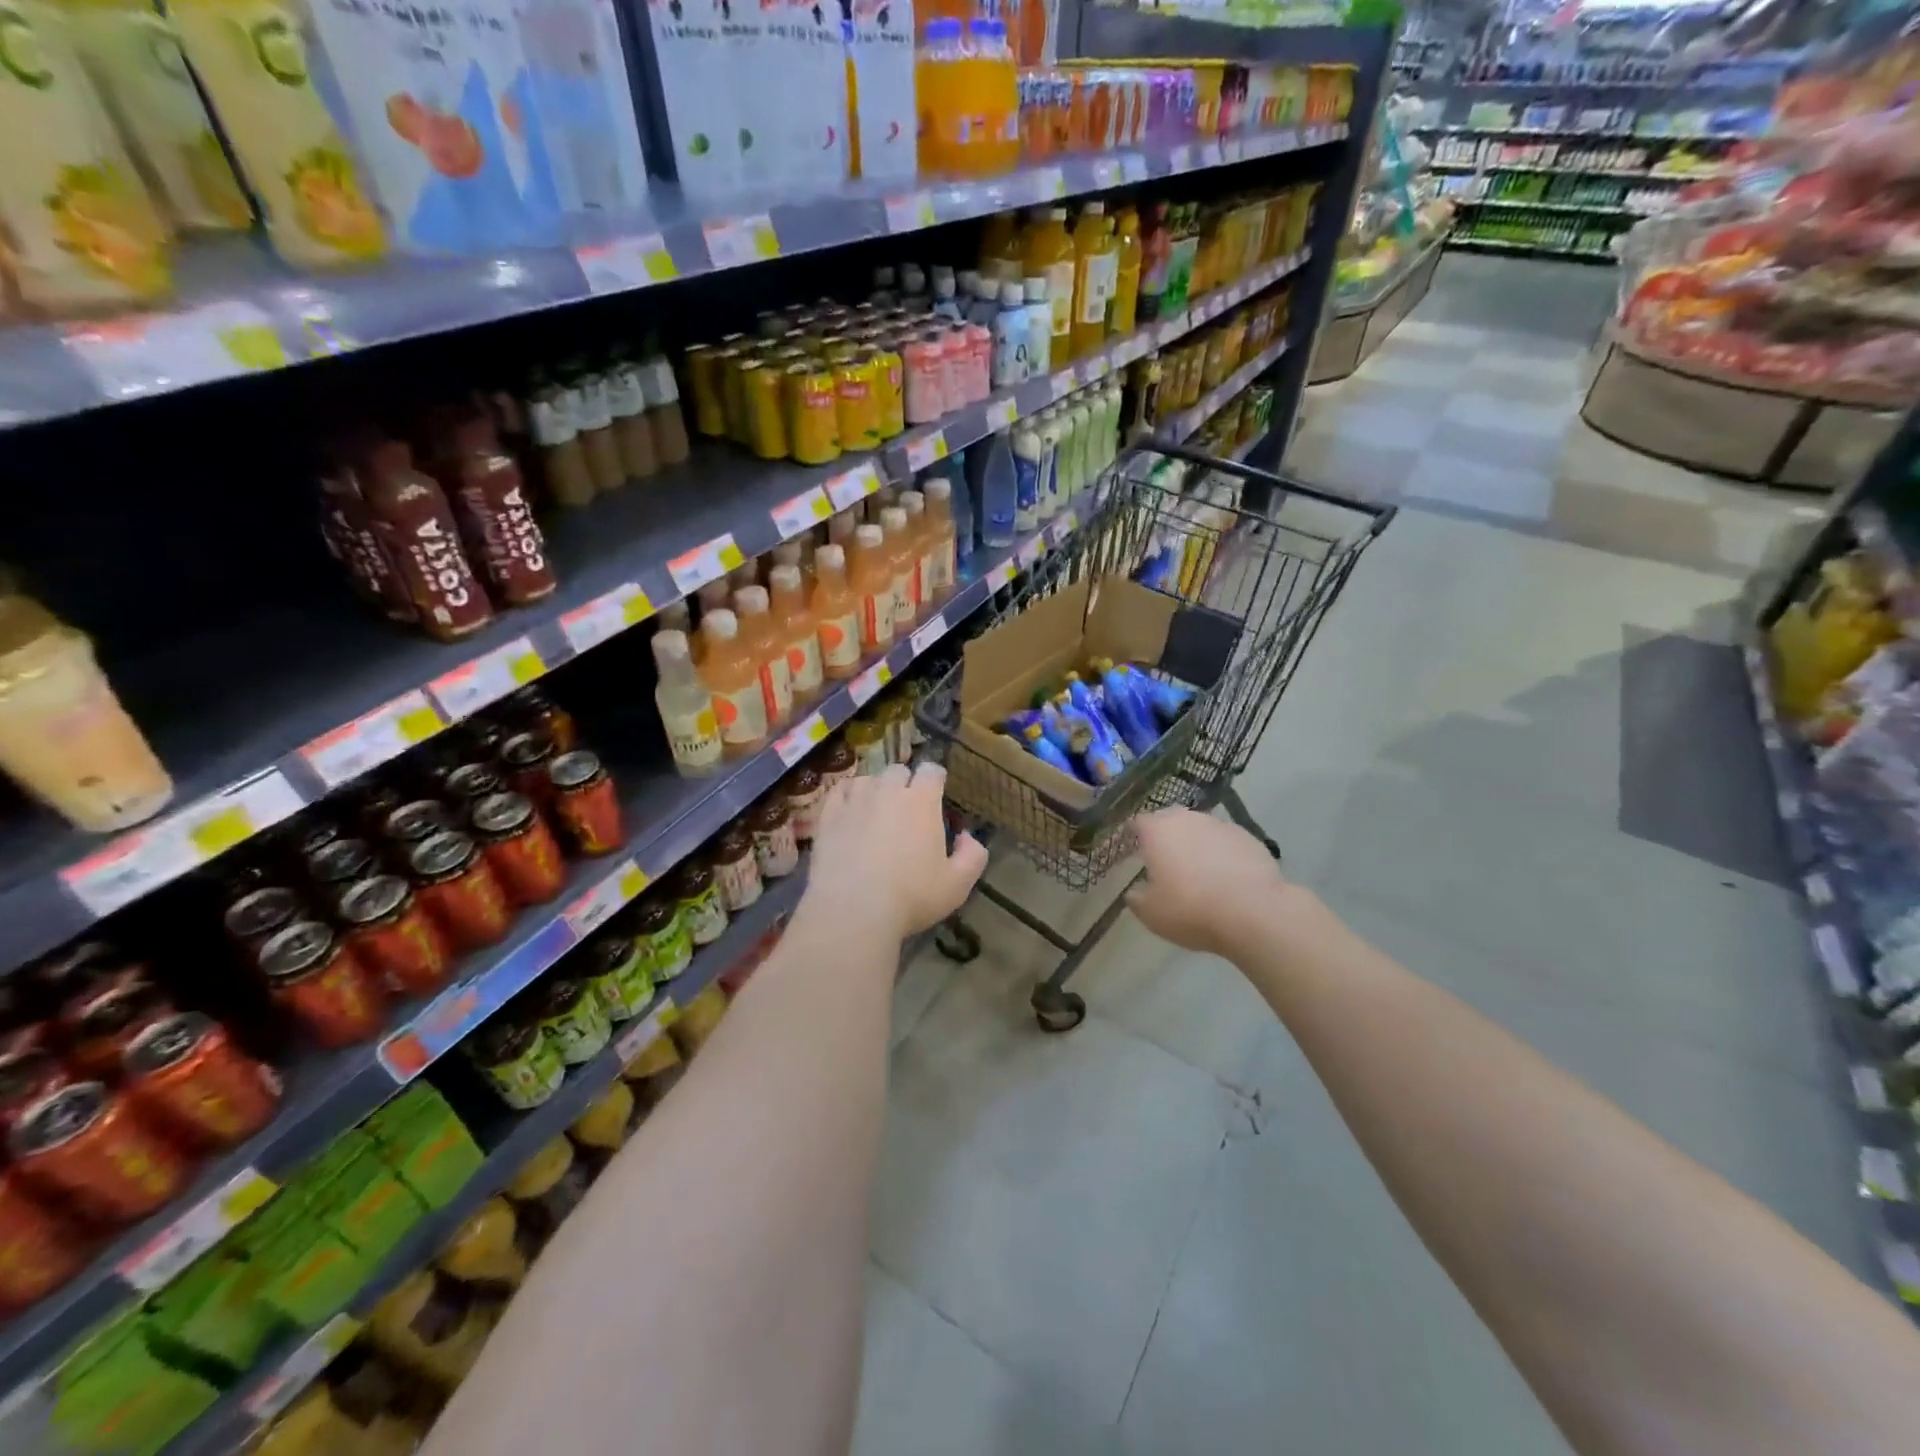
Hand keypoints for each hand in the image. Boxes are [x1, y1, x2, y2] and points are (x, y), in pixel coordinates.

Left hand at [805, 762, 987, 942]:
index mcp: (922, 801)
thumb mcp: (958, 884)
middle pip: (898, 771)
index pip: (932, 770)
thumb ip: (973, 856)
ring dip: (876, 788)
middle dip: (905, 783)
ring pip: (868, 779)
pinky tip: (851, 810)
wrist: (853, 910)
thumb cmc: (911, 897)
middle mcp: (888, 791)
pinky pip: (839, 791)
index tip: (936, 793)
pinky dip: (848, 795)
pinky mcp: (828, 815)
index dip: (936, 779)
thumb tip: (967, 836)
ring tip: (877, 810)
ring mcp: (855, 800)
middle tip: (907, 808)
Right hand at [1126, 807, 1298, 958]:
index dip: (1133, 835)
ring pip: (1200, 828)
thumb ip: (1137, 898)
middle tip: (1164, 860)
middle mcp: (1187, 819)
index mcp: (1157, 831)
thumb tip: (1134, 892)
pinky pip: (1225, 841)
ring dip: (1195, 843)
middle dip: (1165, 836)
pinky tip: (1226, 877)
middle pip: (1170, 820)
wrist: (1253, 912)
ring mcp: (1220, 825)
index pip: (1137, 822)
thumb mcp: (1151, 913)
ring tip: (1198, 870)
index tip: (1132, 850)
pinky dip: (1221, 853)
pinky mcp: (1248, 837)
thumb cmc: (1191, 909)